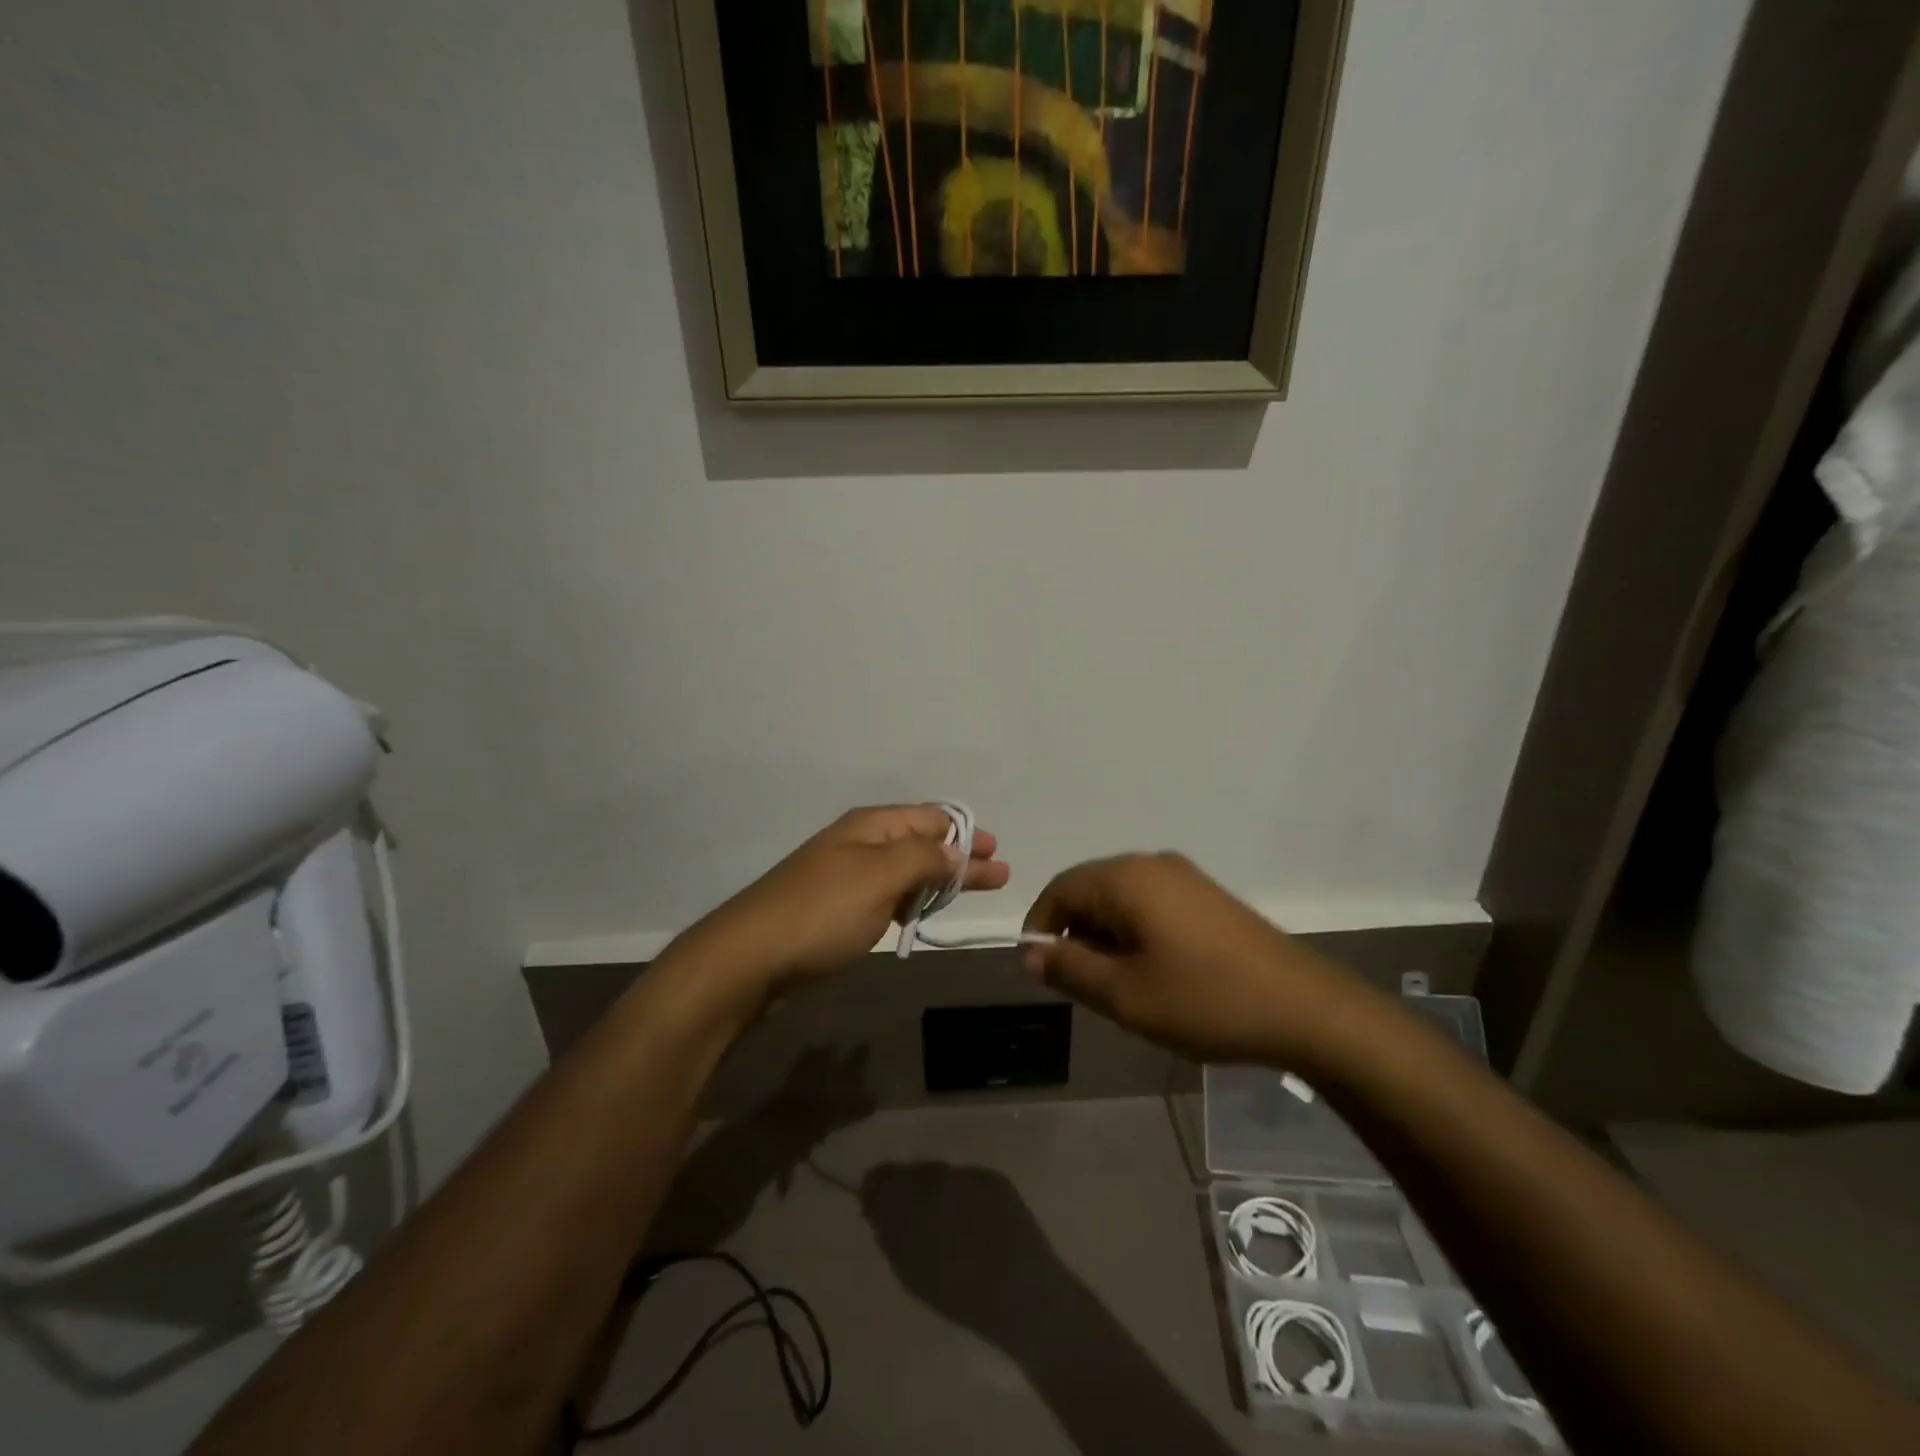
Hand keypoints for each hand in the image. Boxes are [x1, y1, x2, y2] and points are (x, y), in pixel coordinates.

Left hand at [687, 805, 1009, 999]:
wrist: (749, 959)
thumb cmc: (821, 912)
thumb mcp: (879, 877)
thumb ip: (923, 858)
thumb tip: (957, 849)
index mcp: (870, 827)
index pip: (929, 818)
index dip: (966, 832)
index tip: (996, 852)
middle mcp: (859, 845)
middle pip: (921, 844)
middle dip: (960, 857)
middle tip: (999, 876)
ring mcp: (845, 878)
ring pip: (904, 872)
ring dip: (938, 881)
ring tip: (969, 893)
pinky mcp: (836, 912)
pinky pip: (886, 897)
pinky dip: (911, 902)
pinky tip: (922, 914)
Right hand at [1021, 853, 1361, 1066]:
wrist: (1305, 1009)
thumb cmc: (1205, 1000)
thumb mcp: (1125, 995)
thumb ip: (1069, 969)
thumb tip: (1029, 952)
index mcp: (1126, 877)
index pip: (1059, 889)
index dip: (1039, 928)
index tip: (1040, 971)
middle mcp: (1152, 864)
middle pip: (1090, 891)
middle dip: (1076, 935)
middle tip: (1085, 987)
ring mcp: (1185, 877)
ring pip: (1121, 900)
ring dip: (1106, 938)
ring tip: (1121, 987)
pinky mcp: (1207, 897)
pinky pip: (1151, 905)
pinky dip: (1136, 934)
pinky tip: (1155, 974)